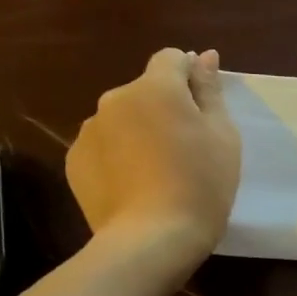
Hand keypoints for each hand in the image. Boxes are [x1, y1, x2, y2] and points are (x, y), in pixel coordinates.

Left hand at [66, 48, 241, 266]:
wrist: (152, 239)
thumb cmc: (201, 184)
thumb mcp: (222, 136)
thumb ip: (210, 91)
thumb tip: (205, 56)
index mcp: (156, 88)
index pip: (172, 59)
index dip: (191, 76)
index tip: (204, 109)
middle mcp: (115, 99)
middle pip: (146, 91)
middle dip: (164, 108)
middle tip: (187, 148)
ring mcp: (90, 130)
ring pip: (123, 119)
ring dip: (140, 131)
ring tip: (158, 171)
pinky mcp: (74, 161)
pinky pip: (104, 146)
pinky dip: (119, 156)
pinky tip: (135, 185)